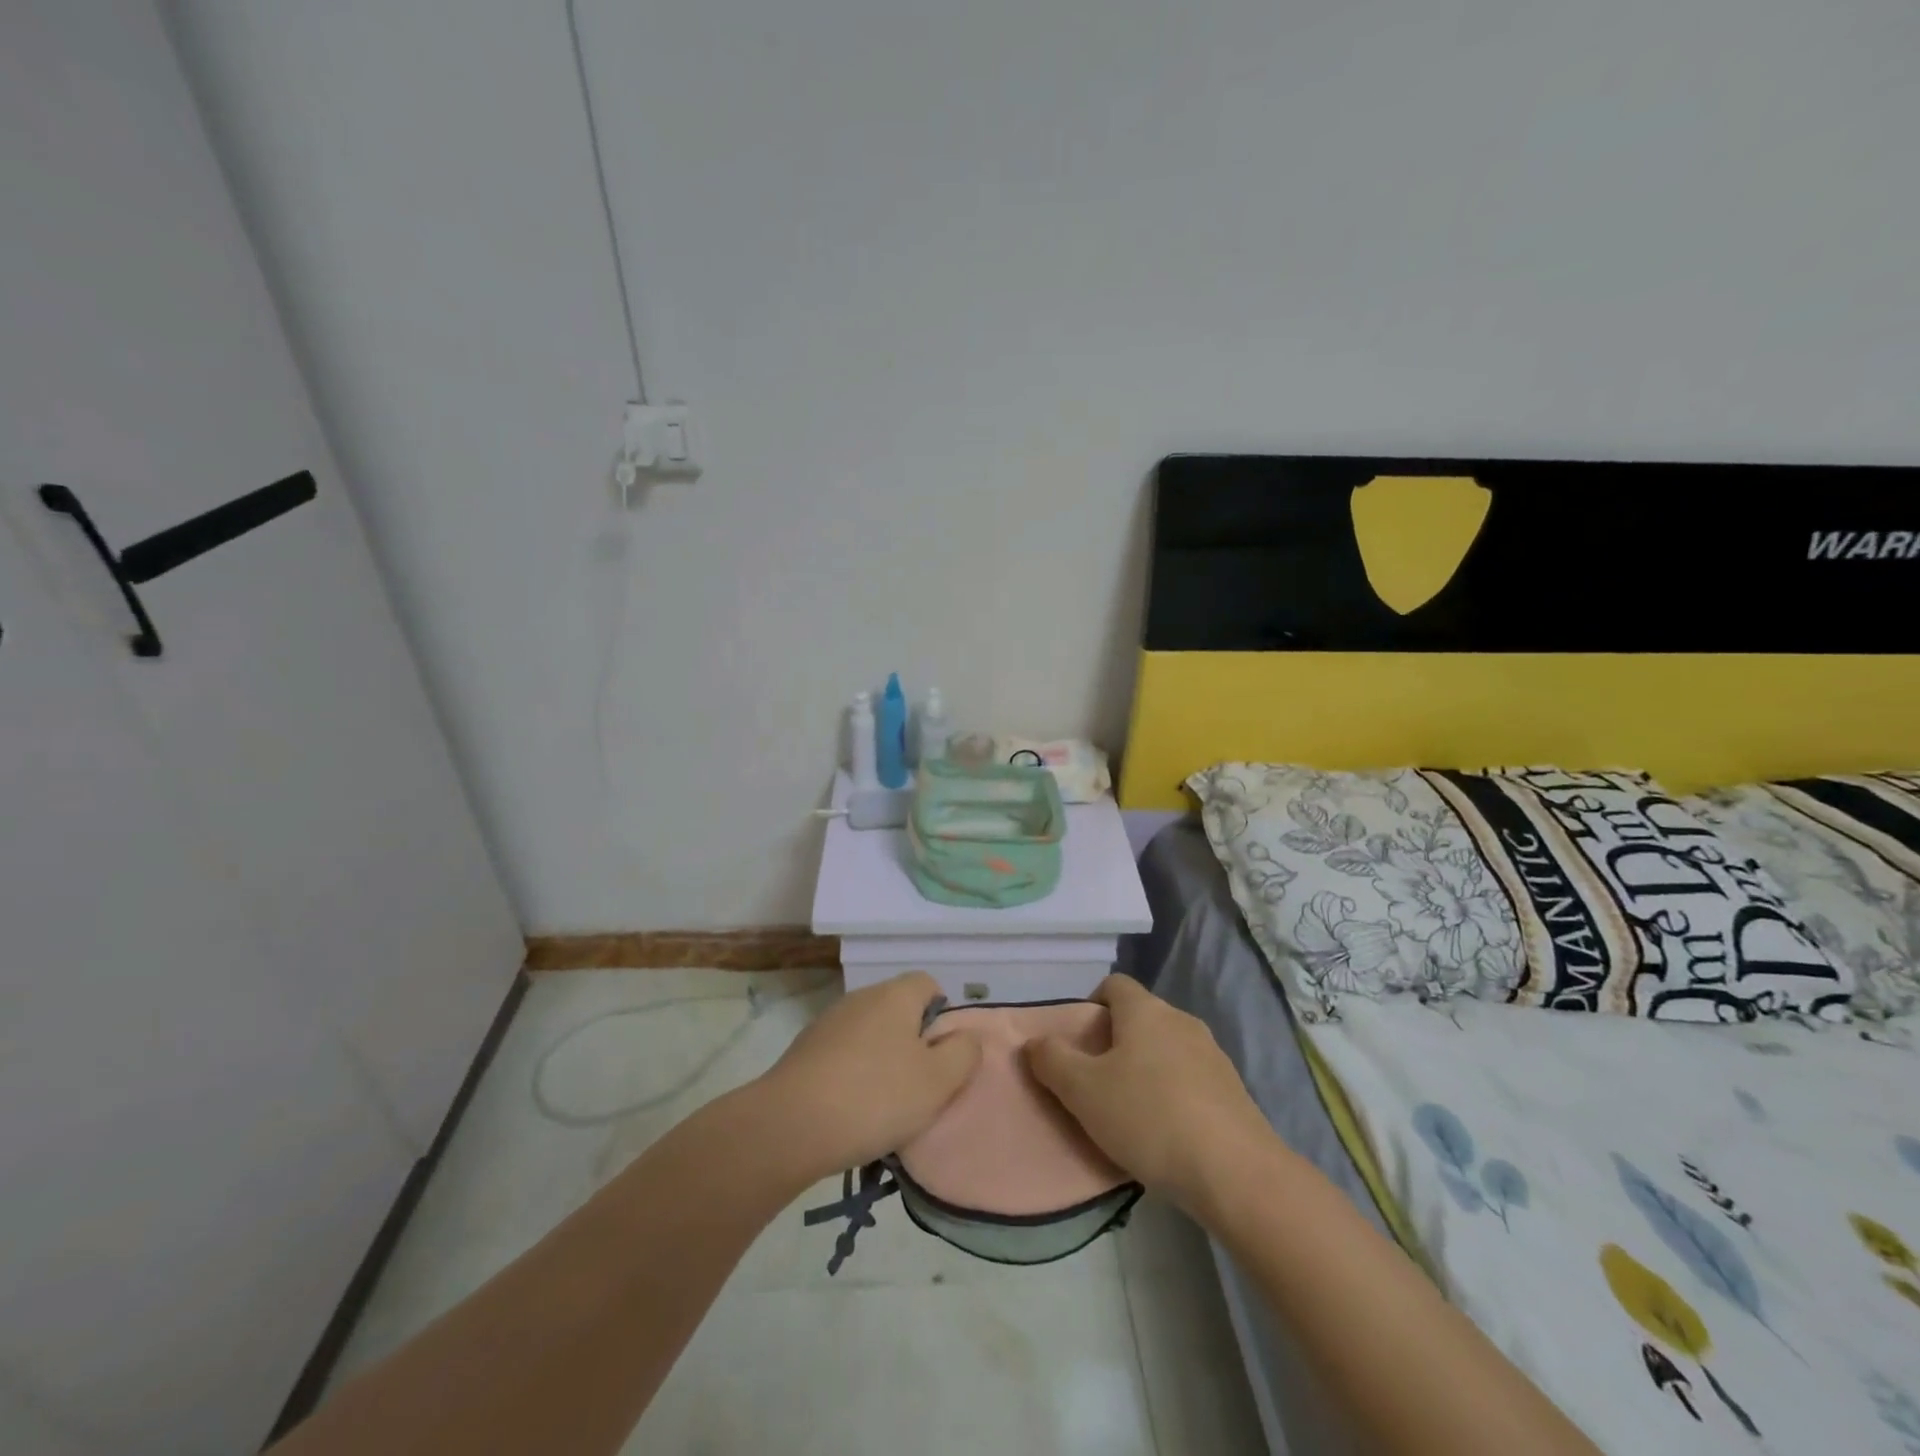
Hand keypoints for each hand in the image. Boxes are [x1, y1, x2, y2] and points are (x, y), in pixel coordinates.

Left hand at [758, 972, 981, 1180]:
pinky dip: (853, 1077)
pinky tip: (852, 1113)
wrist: (789, 1125)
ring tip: (885, 1108)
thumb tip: (965, 1036)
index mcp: (895, 995)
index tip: (943, 1056)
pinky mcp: (805, 1051)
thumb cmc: (875, 1097)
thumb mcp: (938, 1081)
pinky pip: (843, 1056)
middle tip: (921, 1088)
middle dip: (913, 1044)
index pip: (929, 984)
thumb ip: (964, 1053)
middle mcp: (861, 998)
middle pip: (899, 1011)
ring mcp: (829, 1023)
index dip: (943, 1016)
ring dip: (882, 1063)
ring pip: (871, 1035)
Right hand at [1025, 975, 1273, 1212]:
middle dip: (1116, 1042)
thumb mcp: (1082, 1091)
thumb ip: (1051, 1060)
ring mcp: (1212, 1054)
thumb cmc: (1148, 1117)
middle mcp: (1180, 1020)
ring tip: (1131, 1112)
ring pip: (1167, 1049)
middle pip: (1140, 1017)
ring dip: (1146, 1069)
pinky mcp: (1233, 1090)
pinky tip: (1166, 1133)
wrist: (1235, 1171)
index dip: (1091, 1005)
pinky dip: (1174, 1093)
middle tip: (1097, 1082)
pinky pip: (1191, 1078)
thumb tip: (1035, 1042)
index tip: (1079, 1043)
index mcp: (1144, 1010)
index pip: (1114, 984)